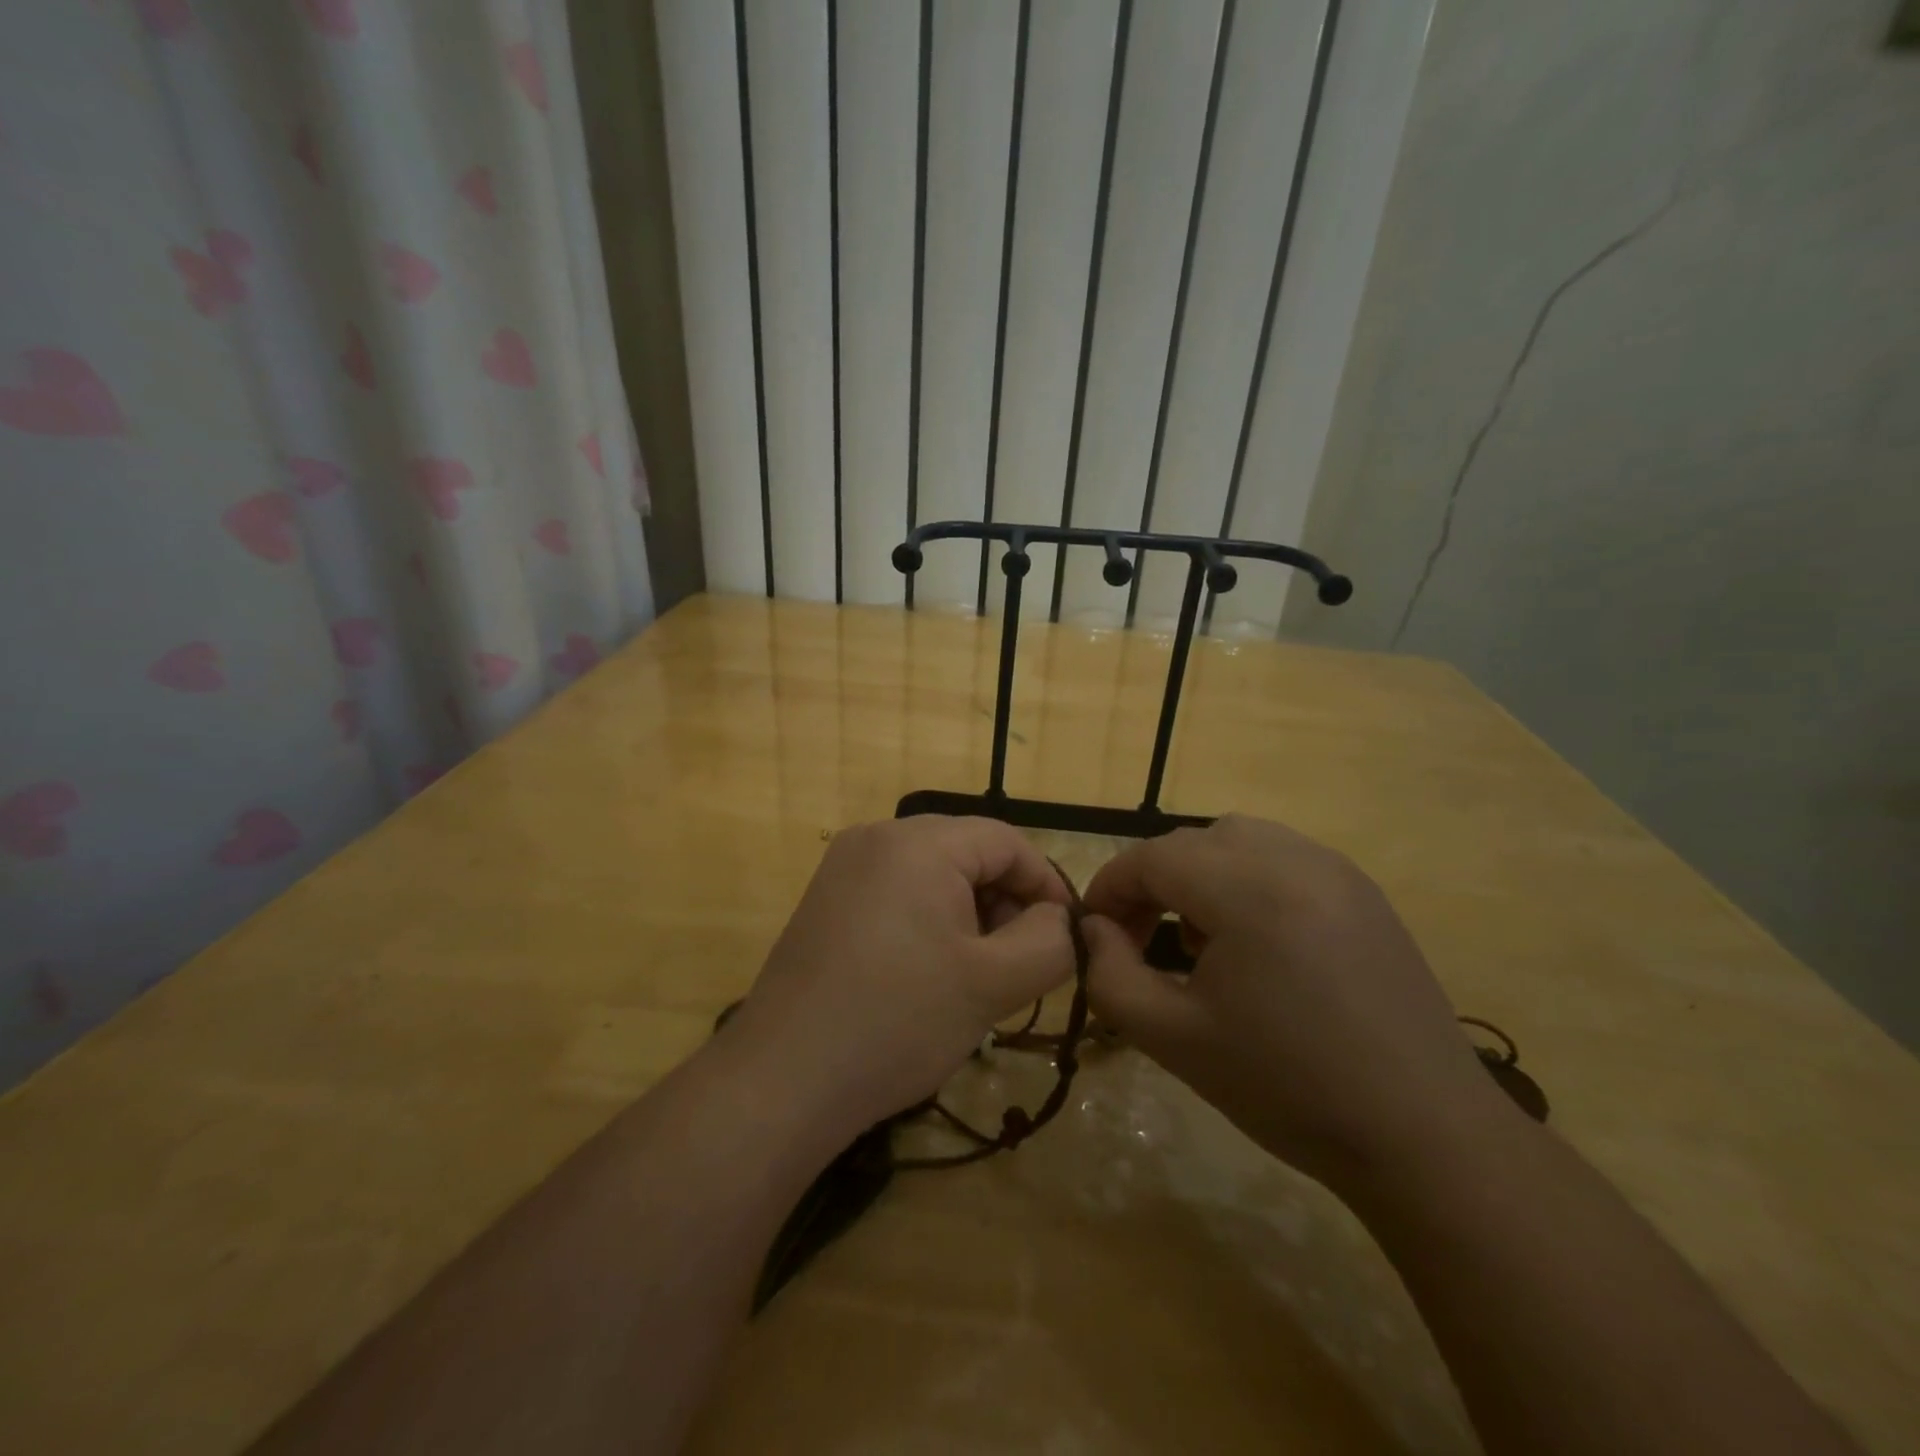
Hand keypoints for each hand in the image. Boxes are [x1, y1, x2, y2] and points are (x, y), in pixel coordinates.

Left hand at [722, 816, 1076, 1139]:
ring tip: (976, 973)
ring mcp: (844, 867)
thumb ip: (1049, 942)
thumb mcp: (992, 985)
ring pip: (933, 873)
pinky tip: (930, 972)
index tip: (1065, 936)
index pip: (1007, 841)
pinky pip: (896, 891)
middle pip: (968, 852)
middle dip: (1005, 901)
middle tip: (1018, 962)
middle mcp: (877, 836)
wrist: (782, 1079)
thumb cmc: (898, 1022)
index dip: (1046, 884)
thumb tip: (1058, 918)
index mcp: (919, 842)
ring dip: (969, 913)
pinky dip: (929, 920)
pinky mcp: (826, 899)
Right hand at [1081, 815, 1505, 1189]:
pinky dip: (1246, 880)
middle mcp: (1293, 859)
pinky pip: (1282, 858)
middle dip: (1152, 881)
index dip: (1110, 888)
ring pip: (1238, 840)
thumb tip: (1095, 929)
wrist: (1423, 1136)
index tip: (1094, 931)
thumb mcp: (1173, 1038)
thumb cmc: (1287, 1088)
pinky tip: (1255, 942)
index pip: (1151, 858)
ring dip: (1199, 875)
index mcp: (1247, 890)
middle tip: (1138, 939)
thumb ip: (1111, 975)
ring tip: (1199, 939)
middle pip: (1192, 842)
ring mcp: (1336, 870)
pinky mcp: (1363, 891)